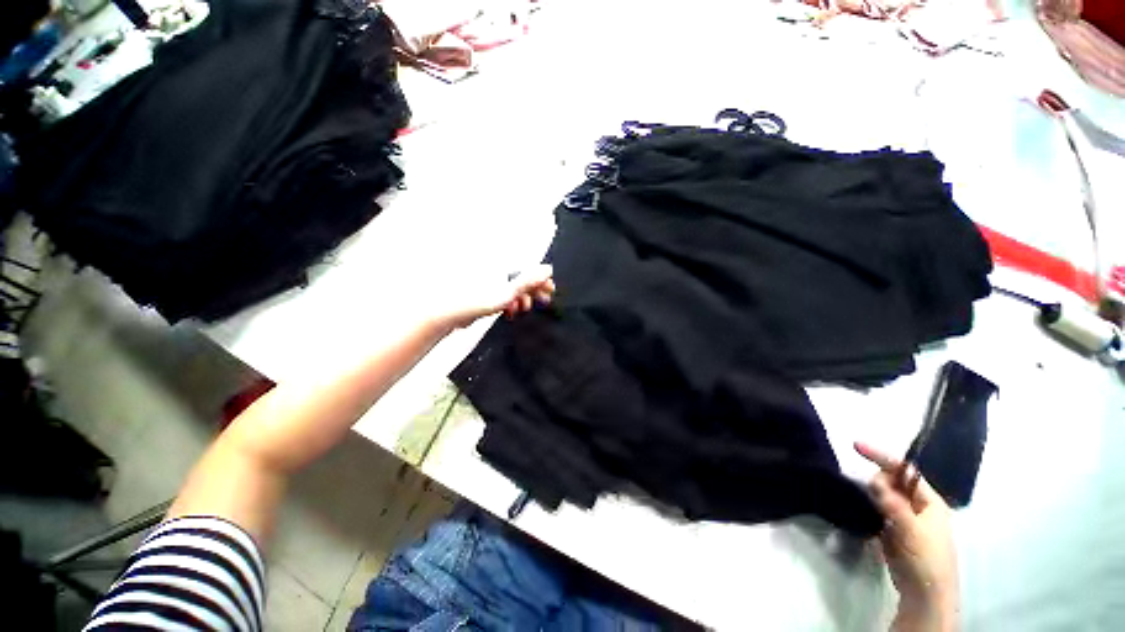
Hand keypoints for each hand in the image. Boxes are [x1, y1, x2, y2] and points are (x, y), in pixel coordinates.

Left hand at [436, 264, 554, 330]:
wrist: (446, 314)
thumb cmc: (473, 302)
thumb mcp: (507, 293)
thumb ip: (528, 281)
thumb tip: (547, 268)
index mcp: (500, 266)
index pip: (527, 269)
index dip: (541, 280)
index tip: (550, 289)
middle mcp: (494, 270)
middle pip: (520, 278)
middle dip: (533, 290)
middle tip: (544, 300)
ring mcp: (488, 281)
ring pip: (512, 287)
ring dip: (522, 298)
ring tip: (525, 308)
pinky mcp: (483, 291)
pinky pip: (502, 295)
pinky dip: (509, 302)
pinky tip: (511, 312)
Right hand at [854, 442, 958, 631]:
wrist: (924, 594)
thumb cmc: (927, 559)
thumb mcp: (912, 531)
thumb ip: (894, 505)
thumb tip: (874, 480)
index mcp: (929, 501)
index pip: (905, 470)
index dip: (881, 456)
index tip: (855, 445)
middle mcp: (917, 505)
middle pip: (892, 481)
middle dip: (876, 480)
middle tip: (868, 494)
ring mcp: (905, 517)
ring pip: (883, 494)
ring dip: (871, 493)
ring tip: (862, 500)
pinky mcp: (892, 529)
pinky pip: (877, 508)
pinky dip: (868, 505)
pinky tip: (860, 508)